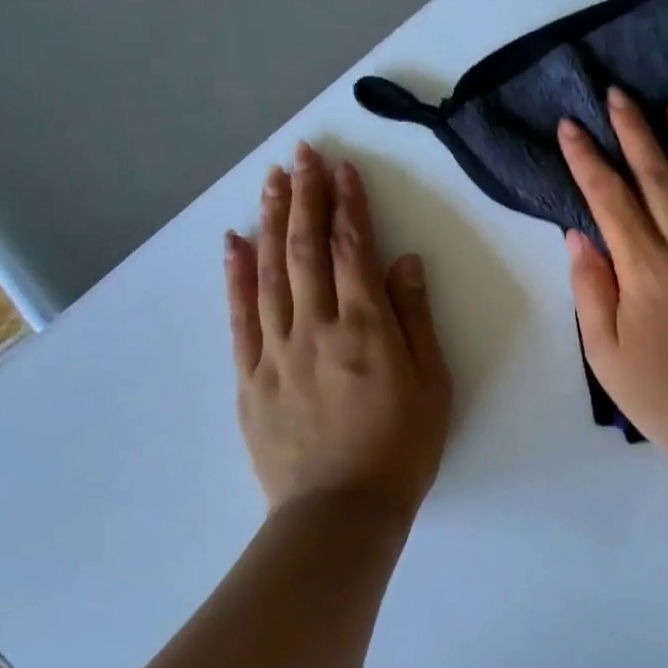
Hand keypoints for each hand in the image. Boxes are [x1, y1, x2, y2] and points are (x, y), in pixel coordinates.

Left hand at [224, 144, 451, 521]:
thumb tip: (404, 261)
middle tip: (302, 156)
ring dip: (273, 222)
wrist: (341, 512)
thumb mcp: (432, 383)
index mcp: (367, 328)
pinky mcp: (250, 377)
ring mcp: (276, 351)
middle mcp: (316, 328)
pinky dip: (236, 275)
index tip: (343, 170)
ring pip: (270, 273)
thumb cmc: (402, 447)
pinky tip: (235, 242)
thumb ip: (415, 318)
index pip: (354, 251)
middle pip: (307, 250)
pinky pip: (240, 317)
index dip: (349, 206)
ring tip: (273, 181)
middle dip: (306, 198)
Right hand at [559, 87, 667, 465]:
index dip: (587, 160)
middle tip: (620, 94)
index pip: (610, 200)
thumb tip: (580, 235)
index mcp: (647, 269)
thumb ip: (591, 290)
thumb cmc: (661, 395)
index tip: (570, 127)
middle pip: (660, 178)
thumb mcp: (605, 353)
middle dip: (635, 131)